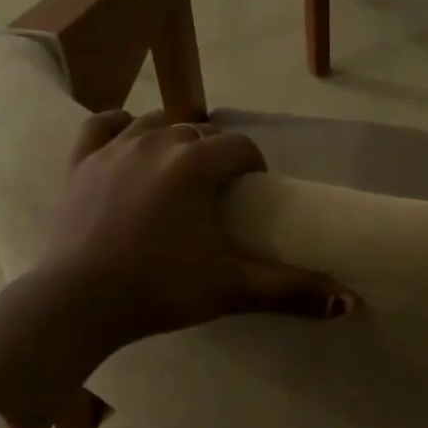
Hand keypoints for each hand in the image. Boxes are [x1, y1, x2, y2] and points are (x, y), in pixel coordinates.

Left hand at [38, 110, 356, 352]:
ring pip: (154, 123)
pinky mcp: (79, 164)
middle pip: (200, 131)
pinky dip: (121, 128)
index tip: (254, 192)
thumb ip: (290, 290)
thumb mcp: (230, 289)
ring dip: (175, 138)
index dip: (253, 166)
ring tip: (181, 169)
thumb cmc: (158, 290)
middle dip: (217, 153)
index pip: (239, 147)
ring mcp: (112, 150)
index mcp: (194, 165)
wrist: (77, 303)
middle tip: (221, 192)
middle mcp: (155, 144)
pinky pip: (102, 127)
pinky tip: (129, 138)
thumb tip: (350, 301)